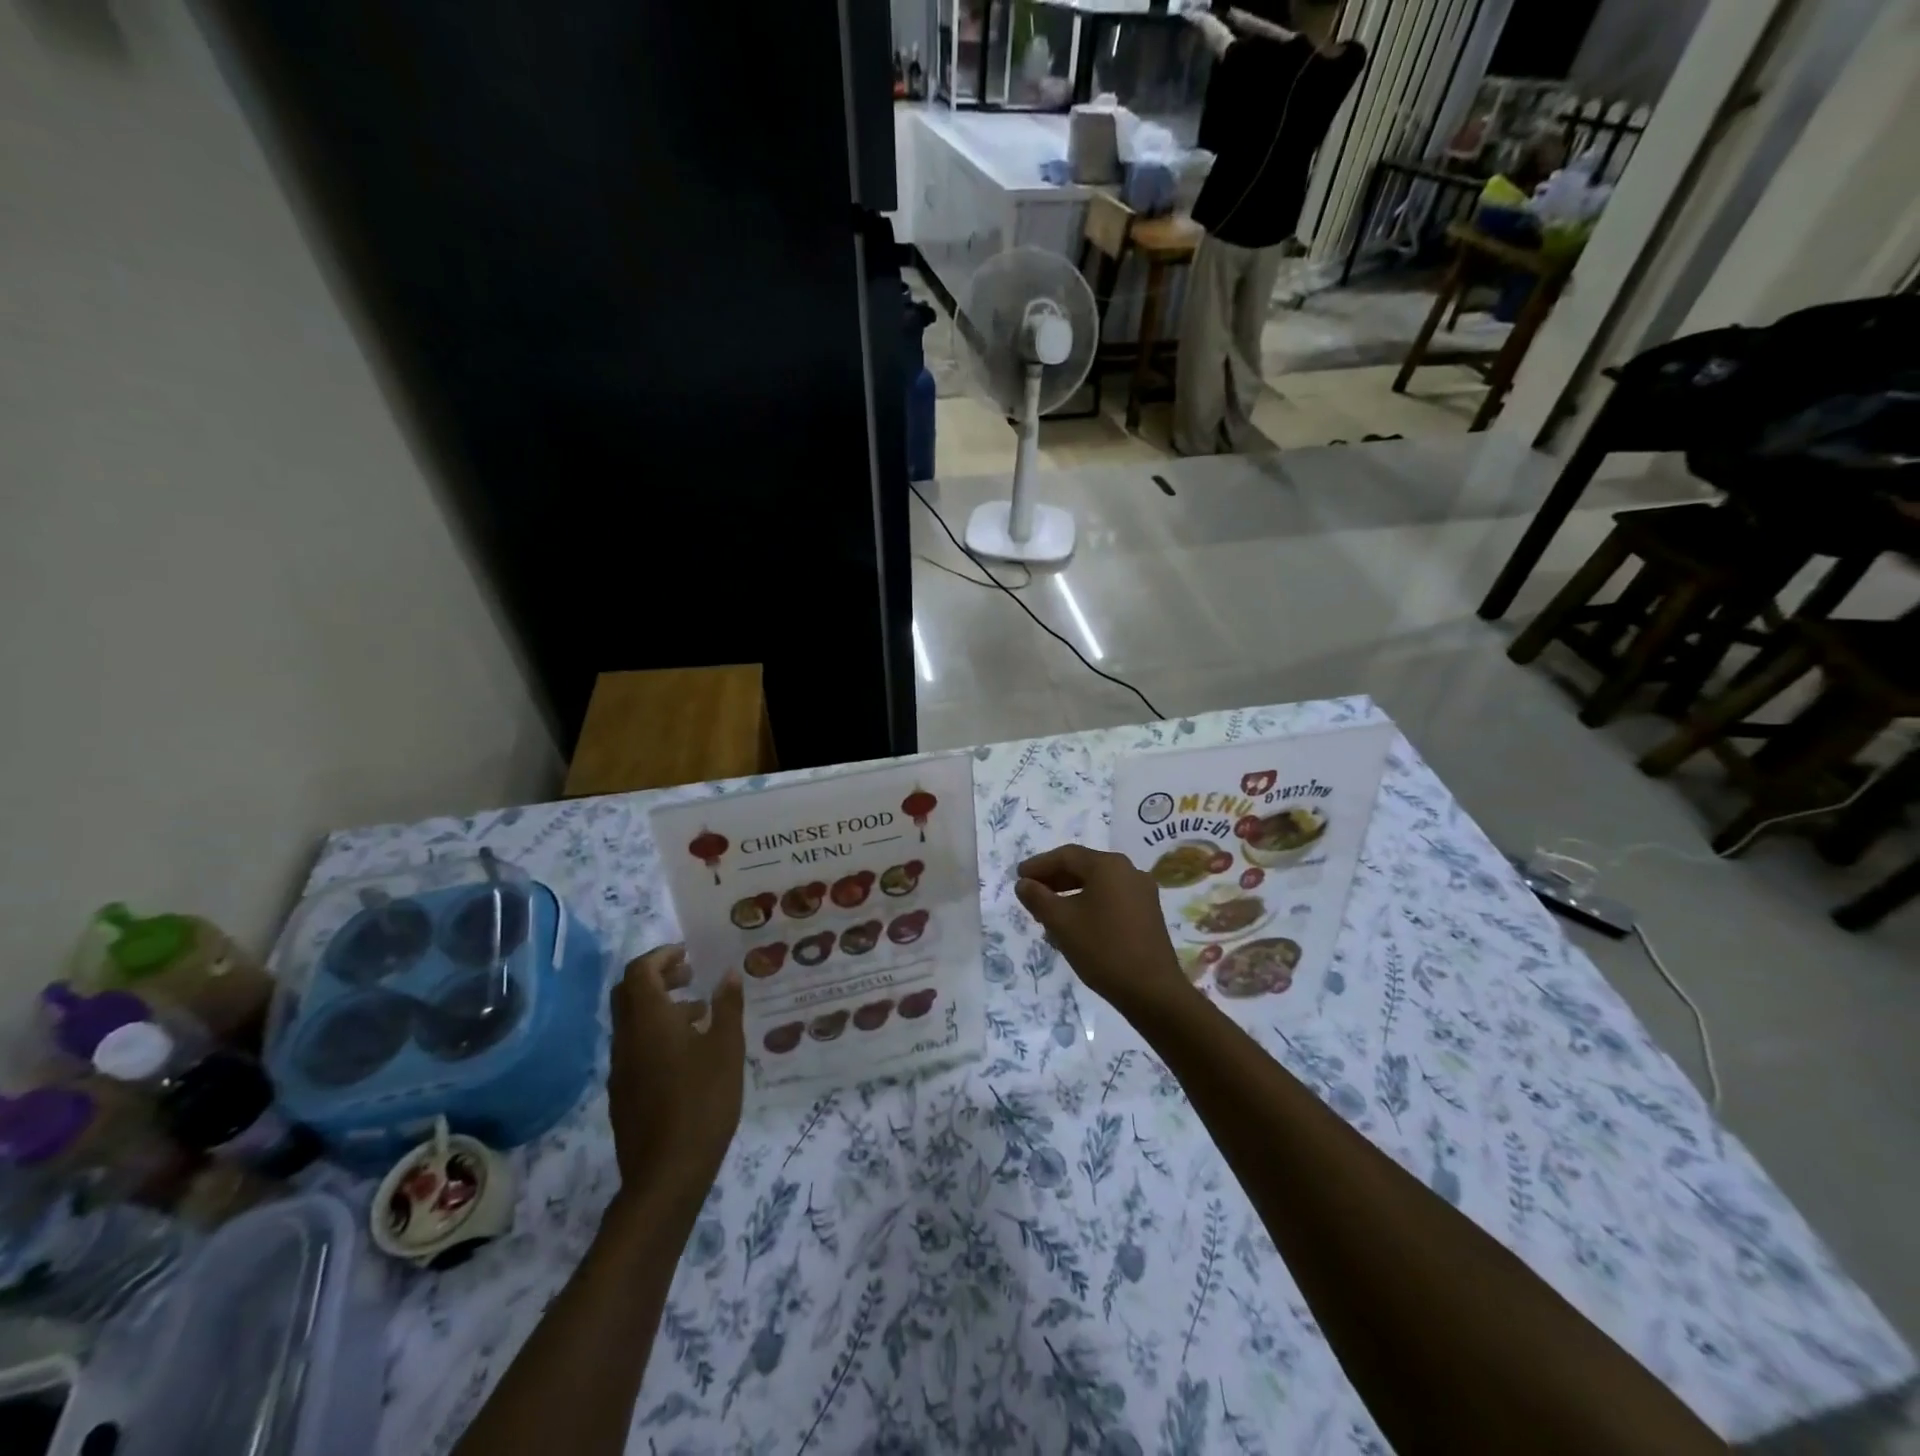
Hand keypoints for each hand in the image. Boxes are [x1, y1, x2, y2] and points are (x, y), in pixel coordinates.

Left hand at [608, 945, 744, 1203]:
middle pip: (628, 993)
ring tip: (700, 1013)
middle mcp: (626, 1038)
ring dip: (659, 1006)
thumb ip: (727, 1006)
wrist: (666, 1174)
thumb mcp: (727, 1048)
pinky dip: (656, 1034)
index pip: (640, 971)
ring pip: (631, 1022)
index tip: (688, 954)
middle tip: (690, 975)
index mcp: (648, 1020)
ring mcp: (620, 1068)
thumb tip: (728, 973)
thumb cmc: (702, 1101)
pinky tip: (688, 1054)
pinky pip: (634, 1047)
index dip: (661, 955)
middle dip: (656, 976)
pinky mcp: (623, 1093)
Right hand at [1015, 845, 1190, 1017]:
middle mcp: (1129, 871)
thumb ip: (1037, 898)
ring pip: (1098, 885)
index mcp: (1108, 866)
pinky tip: (1075, 924)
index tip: (1018, 877)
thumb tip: (1023, 884)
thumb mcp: (1060, 922)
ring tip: (1048, 911)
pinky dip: (1089, 904)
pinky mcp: (1148, 914)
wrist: (1152, 990)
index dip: (1039, 865)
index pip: (1066, 856)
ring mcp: (1142, 892)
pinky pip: (1111, 899)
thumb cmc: (1102, 949)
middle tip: (1030, 893)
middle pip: (1084, 867)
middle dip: (1054, 879)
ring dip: (1070, 893)